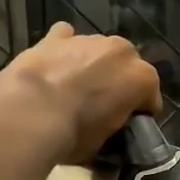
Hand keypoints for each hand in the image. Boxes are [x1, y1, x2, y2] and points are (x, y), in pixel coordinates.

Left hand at [0, 23, 163, 163]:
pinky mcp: (56, 36)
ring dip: (91, 66)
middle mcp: (122, 51)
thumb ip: (114, 126)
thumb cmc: (75, 133)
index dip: (138, 113)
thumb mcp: (104, 143)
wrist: (30, 114)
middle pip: (126, 68)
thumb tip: (107, 127)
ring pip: (98, 52)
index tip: (125, 125)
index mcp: (142, 78)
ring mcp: (89, 39)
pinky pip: (66, 38)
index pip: (149, 98)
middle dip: (117, 83)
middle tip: (99, 107)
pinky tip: (54, 66)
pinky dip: (64, 49)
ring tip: (71, 90)